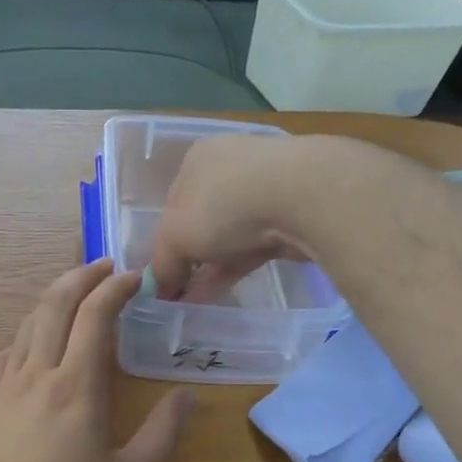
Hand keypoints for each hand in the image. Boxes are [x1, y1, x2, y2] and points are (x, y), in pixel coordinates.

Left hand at [0, 259, 194, 461]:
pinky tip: (30, 345)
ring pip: (26, 325)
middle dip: (80, 276)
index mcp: (77, 385)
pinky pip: (3, 355)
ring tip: (73, 297)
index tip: (135, 276)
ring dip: (52, 301)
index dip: (116, 288)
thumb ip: (164, 433)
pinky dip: (24, 336)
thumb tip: (188, 396)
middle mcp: (38, 374)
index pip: (95, 316)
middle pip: (54, 305)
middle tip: (102, 265)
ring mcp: (4, 387)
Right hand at [147, 135, 312, 302]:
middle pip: (202, 220)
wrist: (303, 198)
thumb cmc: (224, 206)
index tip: (162, 275)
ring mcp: (265, 188)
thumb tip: (159, 288)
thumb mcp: (175, 238)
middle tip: (179, 292)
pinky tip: (220, 293)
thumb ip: (162, 264)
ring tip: (195, 302)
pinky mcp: (291, 213)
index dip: (165, 243)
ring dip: (210, 268)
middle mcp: (230, 167)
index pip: (172, 205)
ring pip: (229, 235)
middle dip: (190, 258)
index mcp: (198, 159)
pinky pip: (254, 246)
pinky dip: (235, 268)